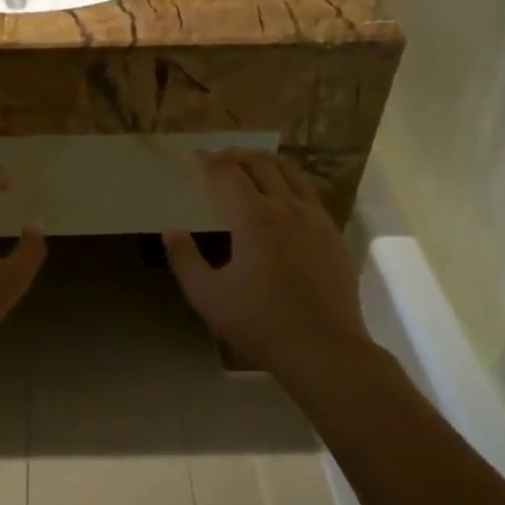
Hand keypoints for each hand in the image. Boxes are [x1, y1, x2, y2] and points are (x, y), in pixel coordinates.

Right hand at [163, 150, 365, 371]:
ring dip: (264, 162)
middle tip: (216, 160)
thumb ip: (184, 259)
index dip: (206, 161)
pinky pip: (309, 193)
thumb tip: (171, 230)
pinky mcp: (333, 234)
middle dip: (234, 155)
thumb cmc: (260, 323)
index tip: (191, 158)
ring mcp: (316, 218)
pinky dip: (289, 182)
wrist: (324, 349)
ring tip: (248, 166)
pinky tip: (281, 198)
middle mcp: (287, 207)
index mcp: (254, 217)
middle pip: (259, 163)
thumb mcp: (207, 296)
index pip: (226, 172)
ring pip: (290, 172)